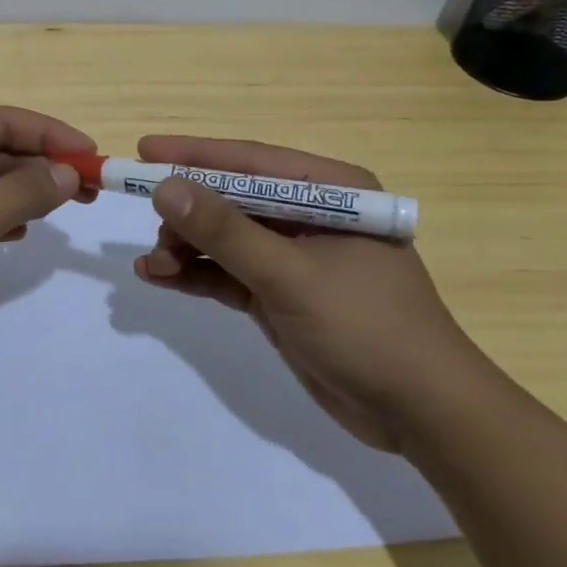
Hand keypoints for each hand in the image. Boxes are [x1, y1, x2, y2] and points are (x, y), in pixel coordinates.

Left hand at [0, 107, 93, 374]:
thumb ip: (20, 194)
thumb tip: (70, 171)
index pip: (5, 121)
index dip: (52, 134)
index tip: (94, 156)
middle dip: (45, 164)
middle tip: (92, 189)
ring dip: (28, 191)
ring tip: (68, 208)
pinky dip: (3, 216)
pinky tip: (22, 233)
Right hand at [130, 135, 489, 452]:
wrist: (421, 415)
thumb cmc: (366, 326)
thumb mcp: (289, 275)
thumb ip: (225, 231)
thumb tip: (166, 188)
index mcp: (329, 192)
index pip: (251, 161)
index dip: (195, 154)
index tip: (144, 151)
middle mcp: (309, 216)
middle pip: (233, 199)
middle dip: (188, 212)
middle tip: (149, 224)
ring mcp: (294, 257)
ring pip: (225, 238)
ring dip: (186, 248)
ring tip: (152, 264)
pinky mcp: (281, 294)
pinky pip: (228, 273)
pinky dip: (196, 274)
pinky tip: (159, 277)